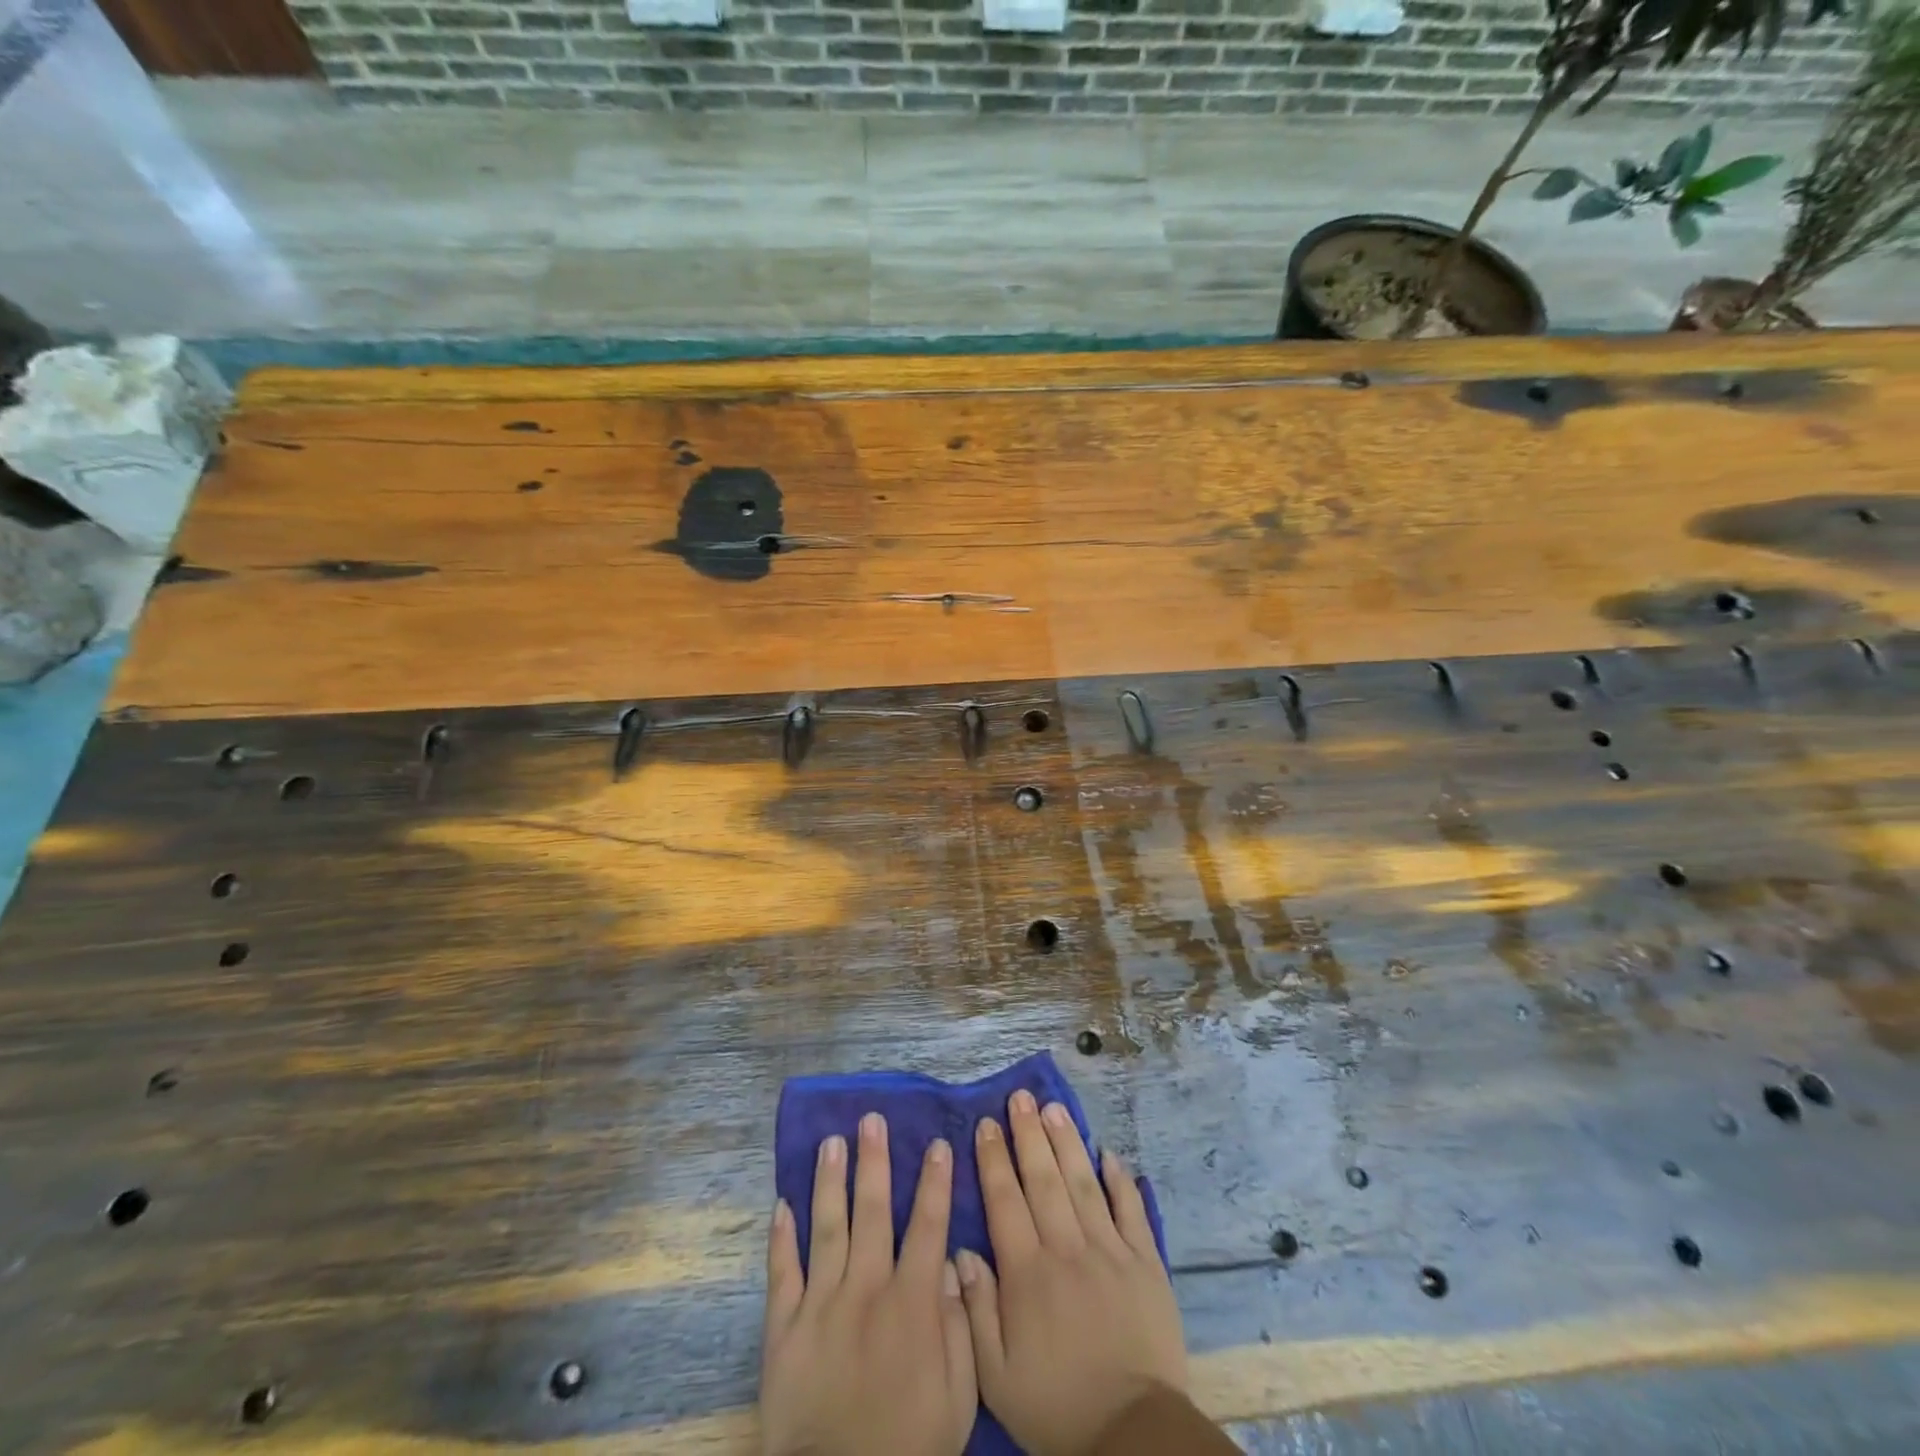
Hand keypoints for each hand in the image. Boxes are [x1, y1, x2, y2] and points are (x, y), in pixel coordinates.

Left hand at [760, 1112, 975, 1455]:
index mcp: (911, 1303)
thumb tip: (949, 1266)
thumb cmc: (908, 1447)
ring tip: (831, 1141)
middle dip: (874, 1161)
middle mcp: (866, 1289)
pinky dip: (781, 1237)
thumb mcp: (957, 1398)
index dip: (935, 1182)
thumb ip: (959, 1327)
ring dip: (831, 1181)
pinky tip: (782, 1204)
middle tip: (871, 1119)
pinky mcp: (783, 1328)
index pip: (928, 1226)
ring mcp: (821, 1304)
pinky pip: (782, 1272)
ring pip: (827, 1227)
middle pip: (873, 1211)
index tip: (936, 1144)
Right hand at [956, 1091, 1186, 1455]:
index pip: (1005, 1201)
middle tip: (1020, 1097)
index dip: (994, 1159)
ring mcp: (1110, 1252)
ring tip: (1054, 1108)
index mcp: (1028, 1273)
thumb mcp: (996, 1376)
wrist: (1132, 1436)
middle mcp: (1067, 1249)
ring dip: (1067, 1143)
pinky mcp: (1146, 1263)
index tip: (986, 1123)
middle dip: (1029, 1134)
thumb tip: (961, 1251)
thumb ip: (975, 1310)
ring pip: (1083, 1183)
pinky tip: (1109, 1153)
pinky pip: (1131, 1211)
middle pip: (1044, 1179)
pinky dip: (1120, 1180)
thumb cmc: (1056, 1406)